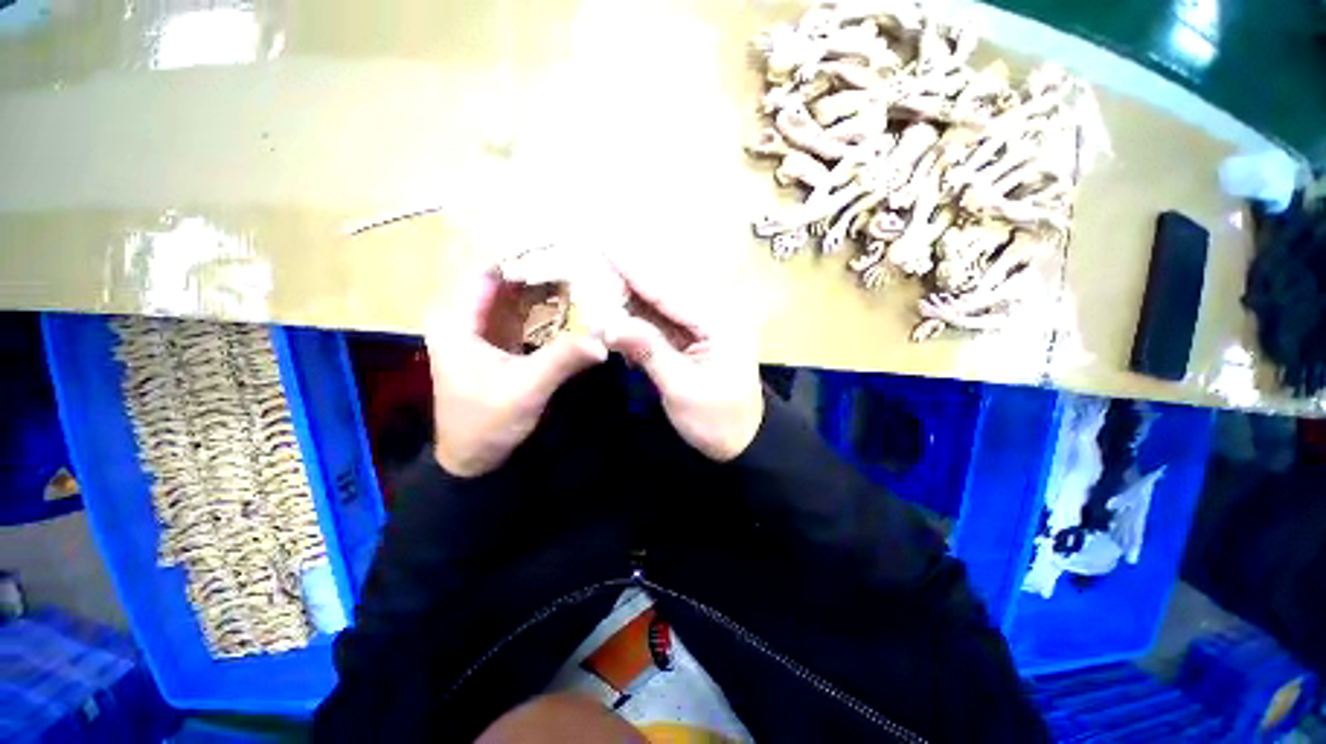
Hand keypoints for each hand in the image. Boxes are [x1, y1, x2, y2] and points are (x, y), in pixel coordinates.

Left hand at [428, 270, 607, 477]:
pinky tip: (575, 304)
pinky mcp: (501, 344)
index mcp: (457, 319)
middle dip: (543, 268)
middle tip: (584, 259)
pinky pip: (526, 315)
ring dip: (548, 287)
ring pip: (518, 296)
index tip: (562, 245)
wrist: (475, 461)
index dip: (523, 253)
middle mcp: (467, 316)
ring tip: (585, 274)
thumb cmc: (486, 424)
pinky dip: (548, 308)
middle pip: (507, 278)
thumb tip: (603, 335)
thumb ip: (562, 359)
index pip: (488, 267)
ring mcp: (485, 330)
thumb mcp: (525, 390)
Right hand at [604, 263, 763, 461]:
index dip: (632, 267)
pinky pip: (663, 319)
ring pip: (660, 302)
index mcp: (719, 321)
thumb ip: (649, 351)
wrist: (741, 439)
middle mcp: (714, 312)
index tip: (602, 242)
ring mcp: (705, 323)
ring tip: (597, 284)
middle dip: (627, 278)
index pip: (667, 289)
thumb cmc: (716, 421)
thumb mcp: (682, 390)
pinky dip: (638, 316)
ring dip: (629, 296)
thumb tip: (610, 324)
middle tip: (591, 265)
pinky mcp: (696, 335)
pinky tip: (616, 312)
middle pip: (664, 288)